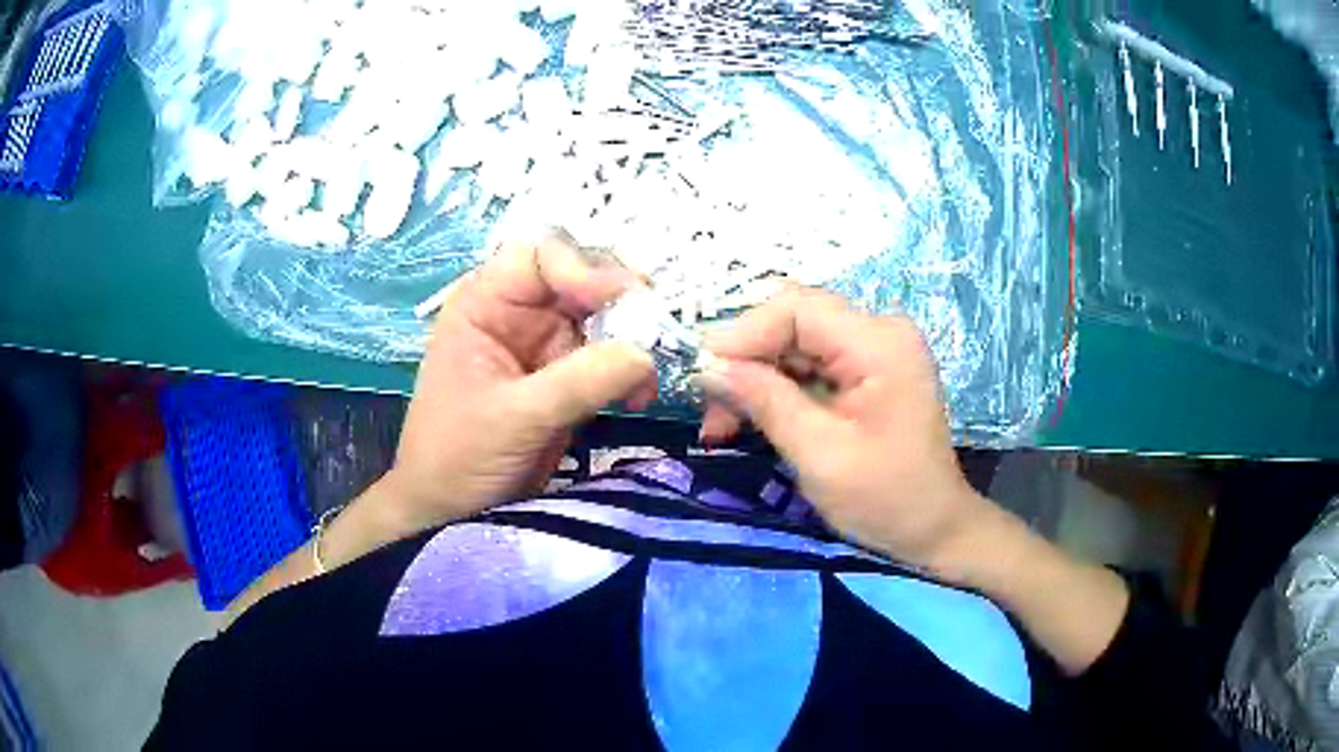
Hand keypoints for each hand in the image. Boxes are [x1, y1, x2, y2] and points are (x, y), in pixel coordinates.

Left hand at [380, 231, 656, 533]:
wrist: (450, 511)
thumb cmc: (458, 456)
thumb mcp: (514, 417)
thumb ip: (578, 382)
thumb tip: (646, 353)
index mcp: (485, 303)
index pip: (541, 256)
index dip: (582, 268)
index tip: (619, 302)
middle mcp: (518, 312)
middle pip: (581, 277)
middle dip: (621, 299)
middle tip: (654, 328)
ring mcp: (545, 345)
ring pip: (604, 316)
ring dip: (635, 337)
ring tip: (649, 375)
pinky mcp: (567, 377)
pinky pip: (611, 357)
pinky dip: (633, 371)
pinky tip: (640, 398)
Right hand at [699, 288, 998, 578]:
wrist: (933, 528)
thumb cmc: (885, 499)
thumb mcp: (820, 454)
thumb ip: (766, 401)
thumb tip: (709, 367)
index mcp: (879, 343)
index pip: (796, 308)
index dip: (742, 333)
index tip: (702, 374)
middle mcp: (879, 332)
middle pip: (793, 322)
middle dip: (745, 360)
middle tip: (708, 408)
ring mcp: (875, 350)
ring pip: (795, 343)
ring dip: (755, 378)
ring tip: (721, 424)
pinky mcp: (867, 370)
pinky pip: (809, 364)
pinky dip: (776, 388)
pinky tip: (751, 418)